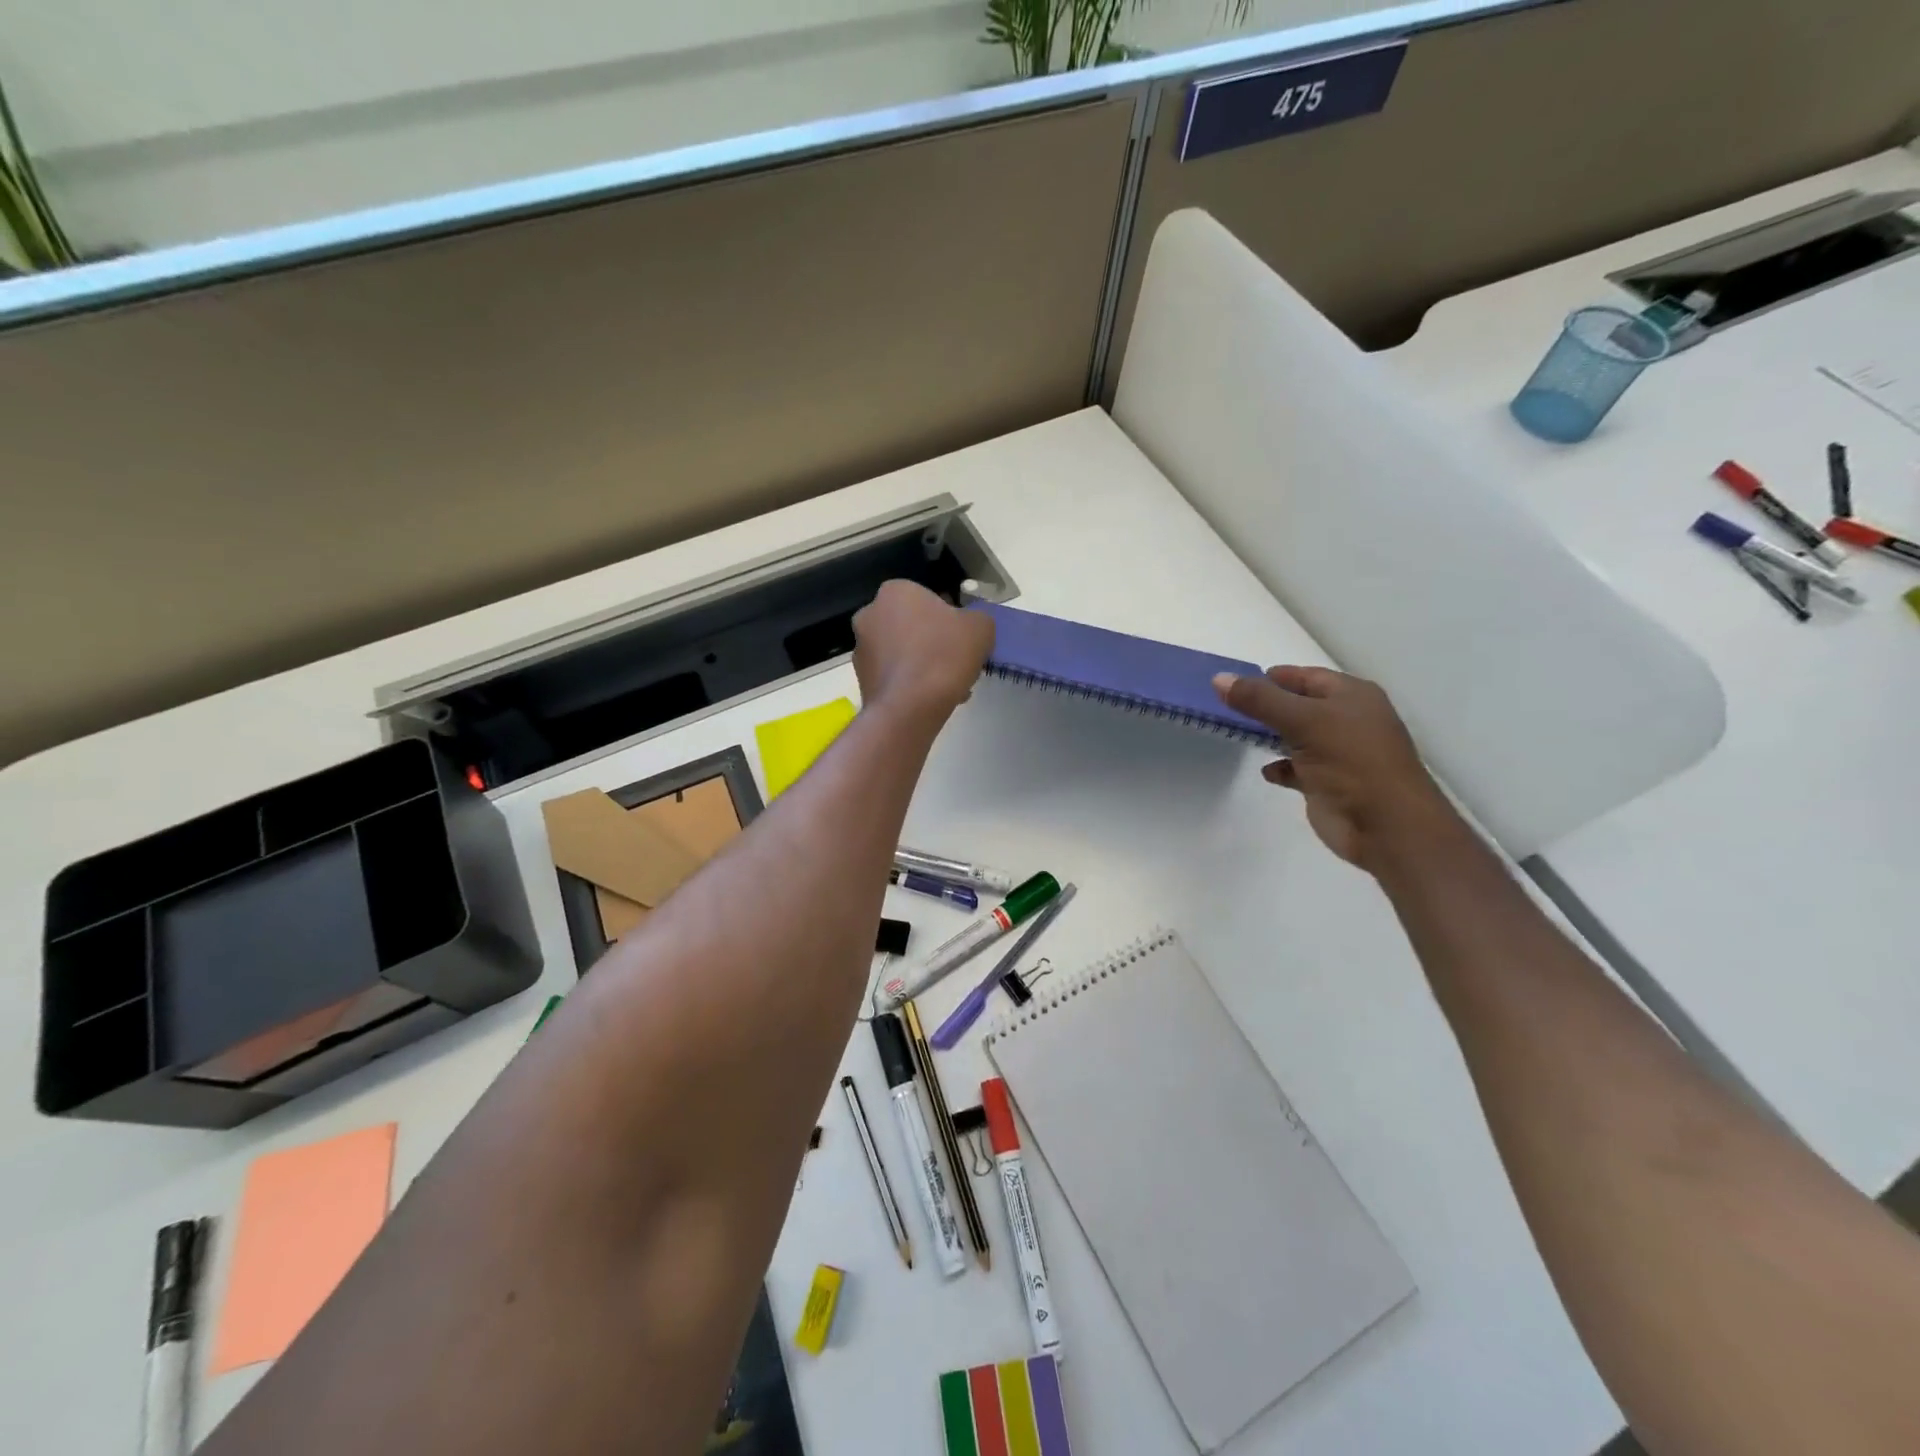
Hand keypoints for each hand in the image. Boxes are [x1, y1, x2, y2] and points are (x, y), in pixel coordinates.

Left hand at [852, 582, 993, 720]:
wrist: (909, 709)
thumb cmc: (944, 656)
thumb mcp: (980, 628)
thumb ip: (977, 618)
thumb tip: (969, 625)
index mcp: (895, 591)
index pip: (927, 598)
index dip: (950, 618)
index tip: (963, 639)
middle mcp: (869, 614)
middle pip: (912, 626)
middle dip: (933, 642)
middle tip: (956, 663)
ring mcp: (860, 649)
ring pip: (902, 653)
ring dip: (923, 664)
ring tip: (948, 688)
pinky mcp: (861, 680)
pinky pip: (894, 677)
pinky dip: (911, 684)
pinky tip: (931, 700)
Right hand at [1213, 666, 1458, 872]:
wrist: (1386, 826)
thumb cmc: (1351, 762)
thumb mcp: (1303, 722)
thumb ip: (1260, 700)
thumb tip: (1219, 678)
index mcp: (1352, 696)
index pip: (1307, 676)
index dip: (1274, 677)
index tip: (1237, 682)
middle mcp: (1348, 720)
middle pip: (1300, 705)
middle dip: (1268, 706)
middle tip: (1229, 707)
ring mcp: (1340, 753)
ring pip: (1298, 736)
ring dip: (1272, 735)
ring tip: (1239, 734)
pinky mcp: (1330, 783)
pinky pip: (1299, 768)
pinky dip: (1282, 767)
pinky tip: (1267, 771)